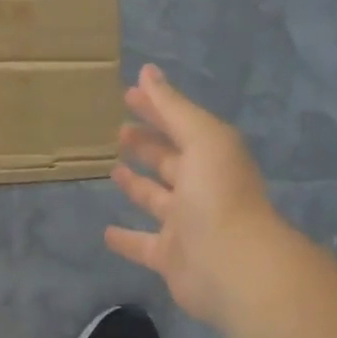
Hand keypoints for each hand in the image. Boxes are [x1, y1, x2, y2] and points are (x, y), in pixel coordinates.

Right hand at [106, 64, 281, 328]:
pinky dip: (126, 239)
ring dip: (136, 185)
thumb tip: (147, 72)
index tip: (128, 93)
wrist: (231, 265)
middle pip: (169, 161)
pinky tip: (105, 232)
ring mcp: (184, 224)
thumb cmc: (217, 194)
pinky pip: (142, 245)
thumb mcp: (201, 138)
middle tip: (119, 131)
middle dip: (147, 144)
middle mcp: (199, 188)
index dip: (156, 108)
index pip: (179, 125)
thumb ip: (172, 107)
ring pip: (155, 200)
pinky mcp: (169, 257)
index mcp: (211, 157)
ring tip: (113, 169)